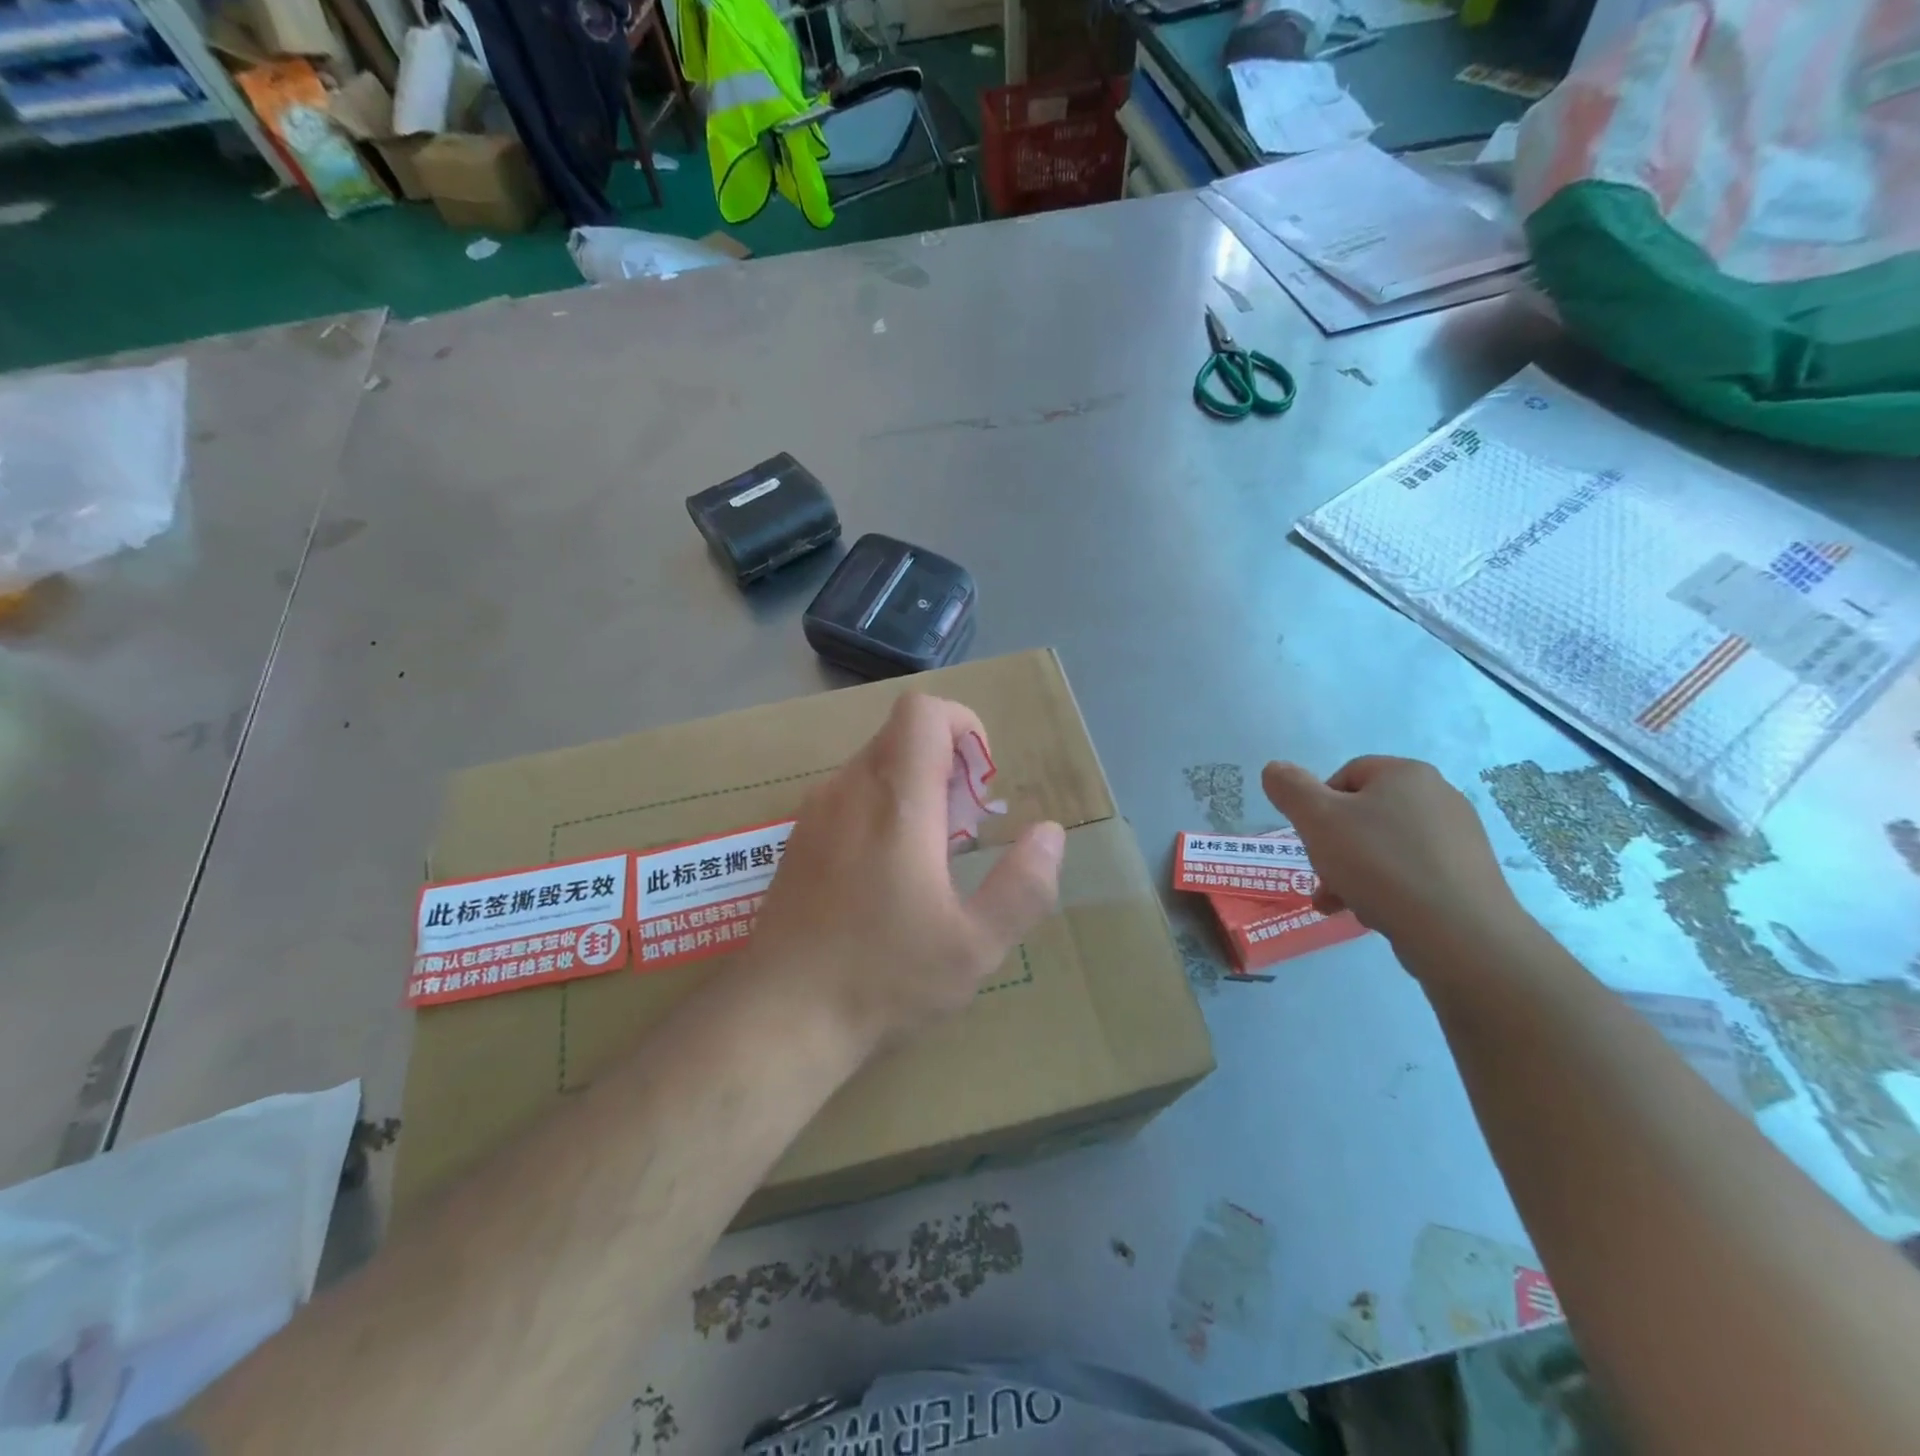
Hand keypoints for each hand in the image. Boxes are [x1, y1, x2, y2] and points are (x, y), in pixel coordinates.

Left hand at [748, 693, 1065, 1056]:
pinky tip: (886, 877)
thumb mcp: (974, 946)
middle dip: (945, 764)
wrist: (778, 1019)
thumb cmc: (883, 979)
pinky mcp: (797, 840)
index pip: (923, 712)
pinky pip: (848, 796)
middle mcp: (848, 790)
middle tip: (964, 831)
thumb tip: (1049, 832)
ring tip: (931, 859)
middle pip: (901, 735)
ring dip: (913, 788)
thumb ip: (1023, 885)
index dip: (963, 726)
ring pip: (874, 765)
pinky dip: (880, 809)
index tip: (981, 784)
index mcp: (896, 802)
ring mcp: (814, 813)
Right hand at [1260, 756, 1520, 950]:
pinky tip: (1373, 913)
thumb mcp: (1317, 820)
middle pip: (1364, 813)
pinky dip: (1387, 887)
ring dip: (1354, 871)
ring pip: (1385, 846)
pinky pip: (1412, 872)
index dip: (1318, 806)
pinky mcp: (1468, 875)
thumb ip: (1290, 789)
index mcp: (1406, 773)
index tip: (1311, 838)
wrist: (1458, 932)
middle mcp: (1439, 796)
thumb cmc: (1379, 863)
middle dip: (1333, 845)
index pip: (1346, 775)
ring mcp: (1459, 837)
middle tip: (1321, 876)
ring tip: (1339, 903)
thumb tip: (1275, 769)